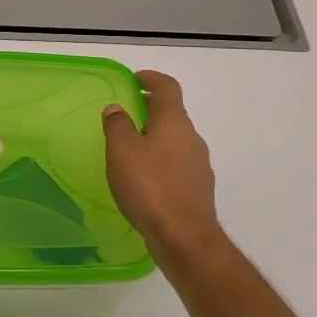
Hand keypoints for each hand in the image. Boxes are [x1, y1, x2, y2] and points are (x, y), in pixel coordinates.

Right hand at [103, 70, 224, 270]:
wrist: (184, 237)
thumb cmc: (150, 186)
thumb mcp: (122, 151)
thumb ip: (118, 125)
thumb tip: (117, 108)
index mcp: (174, 122)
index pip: (168, 88)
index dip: (151, 79)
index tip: (134, 79)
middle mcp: (192, 138)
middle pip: (172, 114)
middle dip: (150, 111)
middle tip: (125, 116)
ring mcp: (199, 165)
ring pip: (175, 141)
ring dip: (155, 138)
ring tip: (130, 151)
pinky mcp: (198, 190)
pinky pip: (177, 165)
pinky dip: (161, 163)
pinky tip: (144, 181)